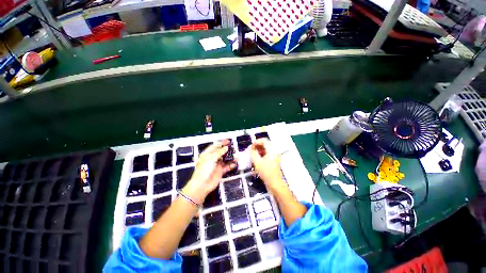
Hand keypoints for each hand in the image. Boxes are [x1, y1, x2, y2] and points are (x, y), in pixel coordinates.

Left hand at [182, 140, 236, 204]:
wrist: (202, 185)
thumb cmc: (204, 169)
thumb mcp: (211, 158)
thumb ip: (219, 152)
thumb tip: (226, 148)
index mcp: (207, 154)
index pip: (215, 146)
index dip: (221, 143)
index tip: (228, 141)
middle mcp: (212, 159)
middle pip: (221, 152)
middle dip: (227, 150)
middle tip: (234, 148)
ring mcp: (216, 165)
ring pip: (225, 159)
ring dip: (230, 157)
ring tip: (236, 156)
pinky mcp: (220, 171)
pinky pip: (227, 167)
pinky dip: (231, 165)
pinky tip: (235, 164)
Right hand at [250, 139, 283, 189]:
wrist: (275, 182)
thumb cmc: (266, 172)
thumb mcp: (257, 162)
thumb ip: (253, 153)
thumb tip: (251, 148)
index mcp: (272, 150)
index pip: (264, 140)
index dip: (256, 142)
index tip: (251, 146)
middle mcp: (275, 150)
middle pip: (266, 143)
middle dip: (258, 145)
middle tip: (251, 149)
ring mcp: (276, 155)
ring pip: (267, 148)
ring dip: (260, 149)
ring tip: (253, 153)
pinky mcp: (275, 158)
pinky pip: (268, 152)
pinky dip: (263, 152)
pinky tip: (258, 157)